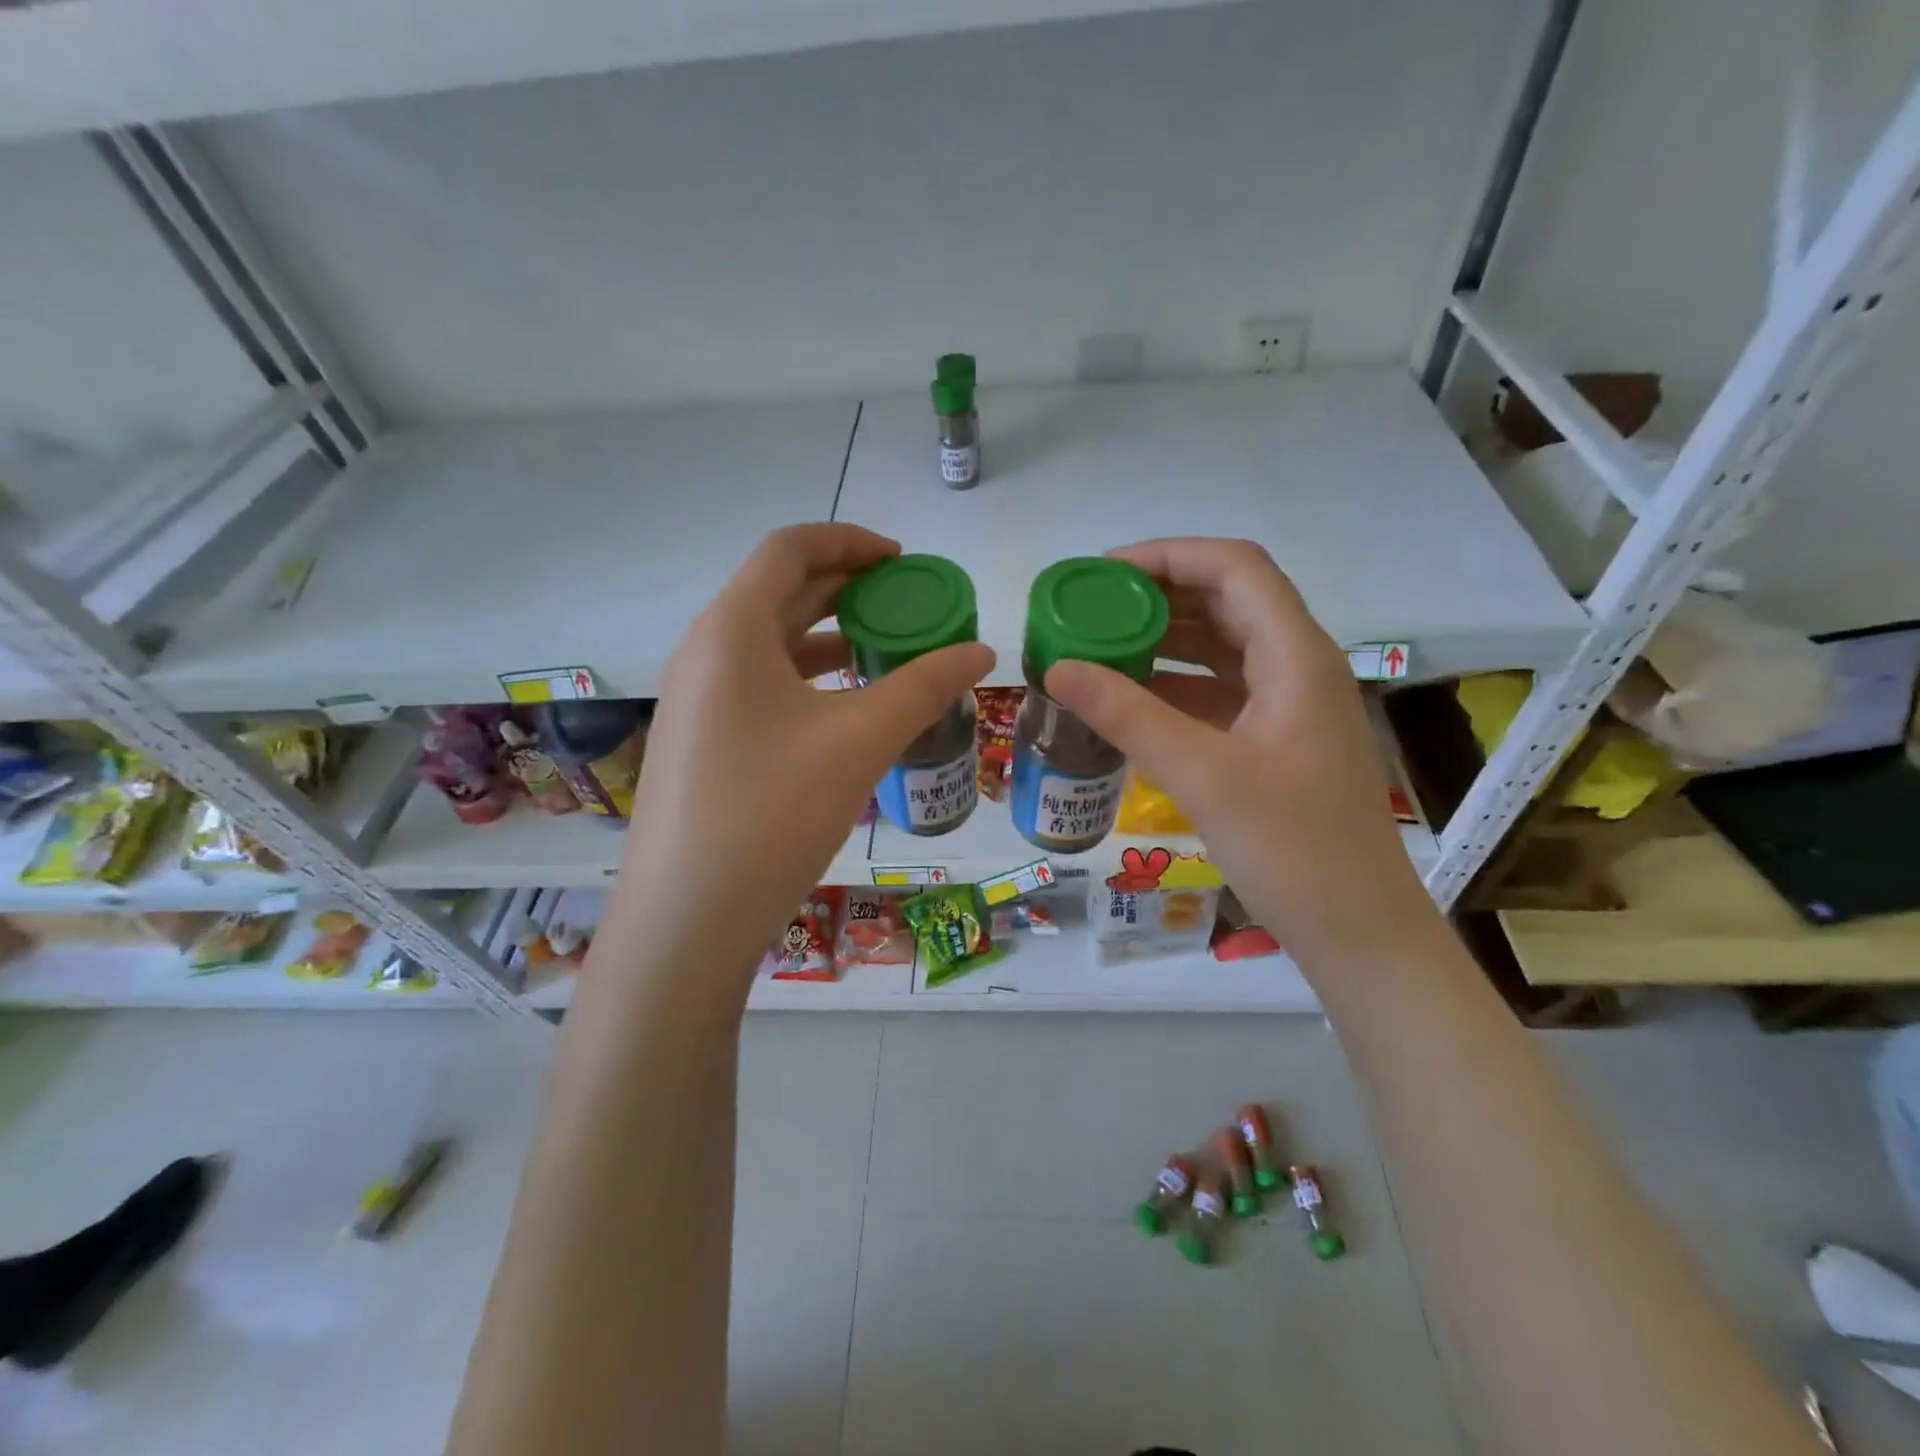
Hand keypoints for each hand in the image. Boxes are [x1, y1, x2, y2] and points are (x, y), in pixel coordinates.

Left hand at [604, 524, 994, 992]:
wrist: (688, 918)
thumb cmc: (773, 812)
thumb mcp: (861, 740)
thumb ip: (925, 686)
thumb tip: (983, 651)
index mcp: (731, 629)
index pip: (790, 548)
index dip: (851, 541)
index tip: (904, 561)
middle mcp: (705, 651)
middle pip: (779, 591)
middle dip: (846, 588)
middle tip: (907, 603)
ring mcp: (697, 699)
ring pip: (770, 642)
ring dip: (828, 634)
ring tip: (887, 650)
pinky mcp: (703, 741)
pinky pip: (760, 684)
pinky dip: (808, 677)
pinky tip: (846, 706)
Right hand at [1044, 538, 1439, 970]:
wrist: (1357, 930)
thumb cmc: (1292, 848)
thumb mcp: (1202, 775)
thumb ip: (1127, 715)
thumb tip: (1056, 669)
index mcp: (1296, 656)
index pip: (1234, 568)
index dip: (1168, 555)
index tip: (1102, 574)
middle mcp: (1297, 666)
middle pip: (1227, 602)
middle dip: (1157, 596)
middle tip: (1089, 608)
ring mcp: (1288, 705)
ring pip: (1221, 648)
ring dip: (1164, 640)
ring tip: (1098, 645)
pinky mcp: (1275, 740)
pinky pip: (1219, 692)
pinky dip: (1174, 685)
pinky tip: (1129, 698)